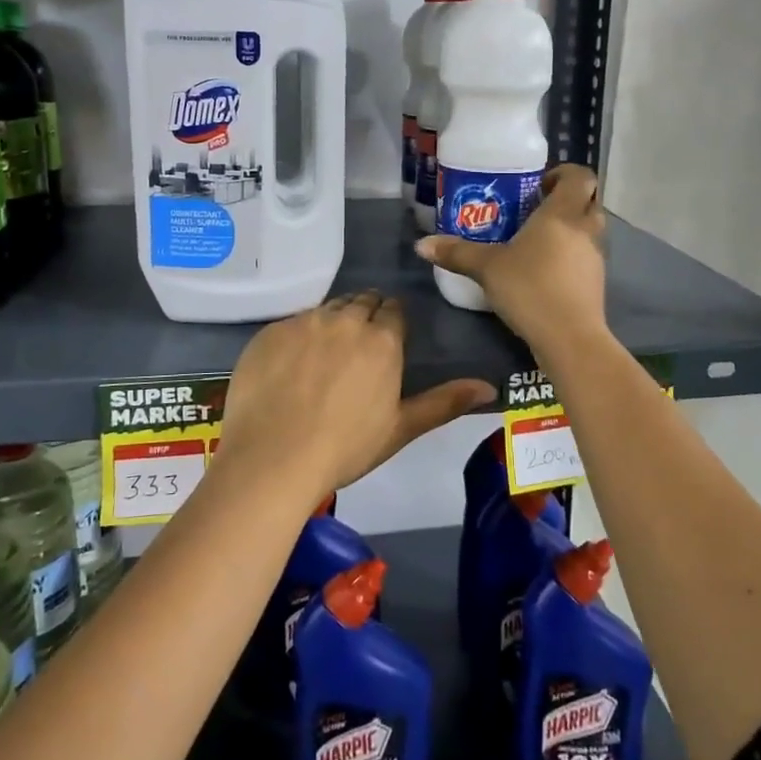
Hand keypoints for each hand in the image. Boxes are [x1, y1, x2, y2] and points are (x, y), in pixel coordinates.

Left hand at [214, 290, 495, 497]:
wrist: (273, 458)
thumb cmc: (345, 448)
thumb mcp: (400, 428)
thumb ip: (445, 402)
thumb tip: (490, 387)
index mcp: (381, 339)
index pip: (393, 310)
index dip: (391, 322)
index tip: (386, 340)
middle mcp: (344, 319)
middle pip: (360, 301)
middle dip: (364, 316)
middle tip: (357, 348)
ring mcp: (304, 322)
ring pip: (326, 309)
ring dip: (332, 322)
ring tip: (325, 355)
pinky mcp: (270, 331)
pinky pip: (292, 323)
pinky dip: (298, 336)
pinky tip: (291, 365)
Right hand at [416, 163, 607, 354]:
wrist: (569, 338)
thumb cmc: (530, 288)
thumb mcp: (487, 268)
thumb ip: (457, 253)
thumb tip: (421, 244)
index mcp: (562, 214)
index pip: (580, 176)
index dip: (564, 173)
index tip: (539, 185)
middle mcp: (585, 229)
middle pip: (589, 201)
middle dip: (567, 200)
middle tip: (536, 210)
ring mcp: (595, 258)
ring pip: (589, 230)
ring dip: (570, 228)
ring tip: (536, 241)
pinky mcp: (596, 283)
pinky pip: (585, 257)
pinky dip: (571, 256)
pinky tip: (544, 271)